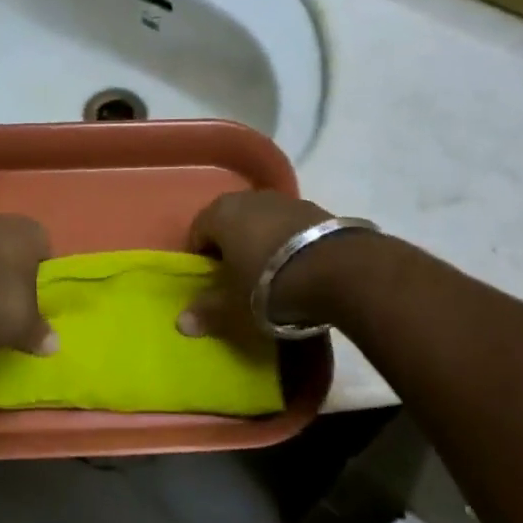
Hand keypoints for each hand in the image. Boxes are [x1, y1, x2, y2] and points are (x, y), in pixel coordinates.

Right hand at [176, 191, 347, 341]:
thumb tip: (181, 323)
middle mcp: (249, 198)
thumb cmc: (271, 285)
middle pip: (230, 223)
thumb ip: (207, 311)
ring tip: (271, 277)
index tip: (210, 285)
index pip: (197, 232)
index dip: (200, 259)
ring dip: (261, 244)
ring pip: (261, 222)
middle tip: (237, 280)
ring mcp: (285, 200)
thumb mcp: (234, 306)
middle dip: (230, 248)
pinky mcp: (317, 209)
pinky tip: (298, 269)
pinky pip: (290, 227)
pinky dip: (288, 244)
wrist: (342, 272)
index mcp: (220, 213)